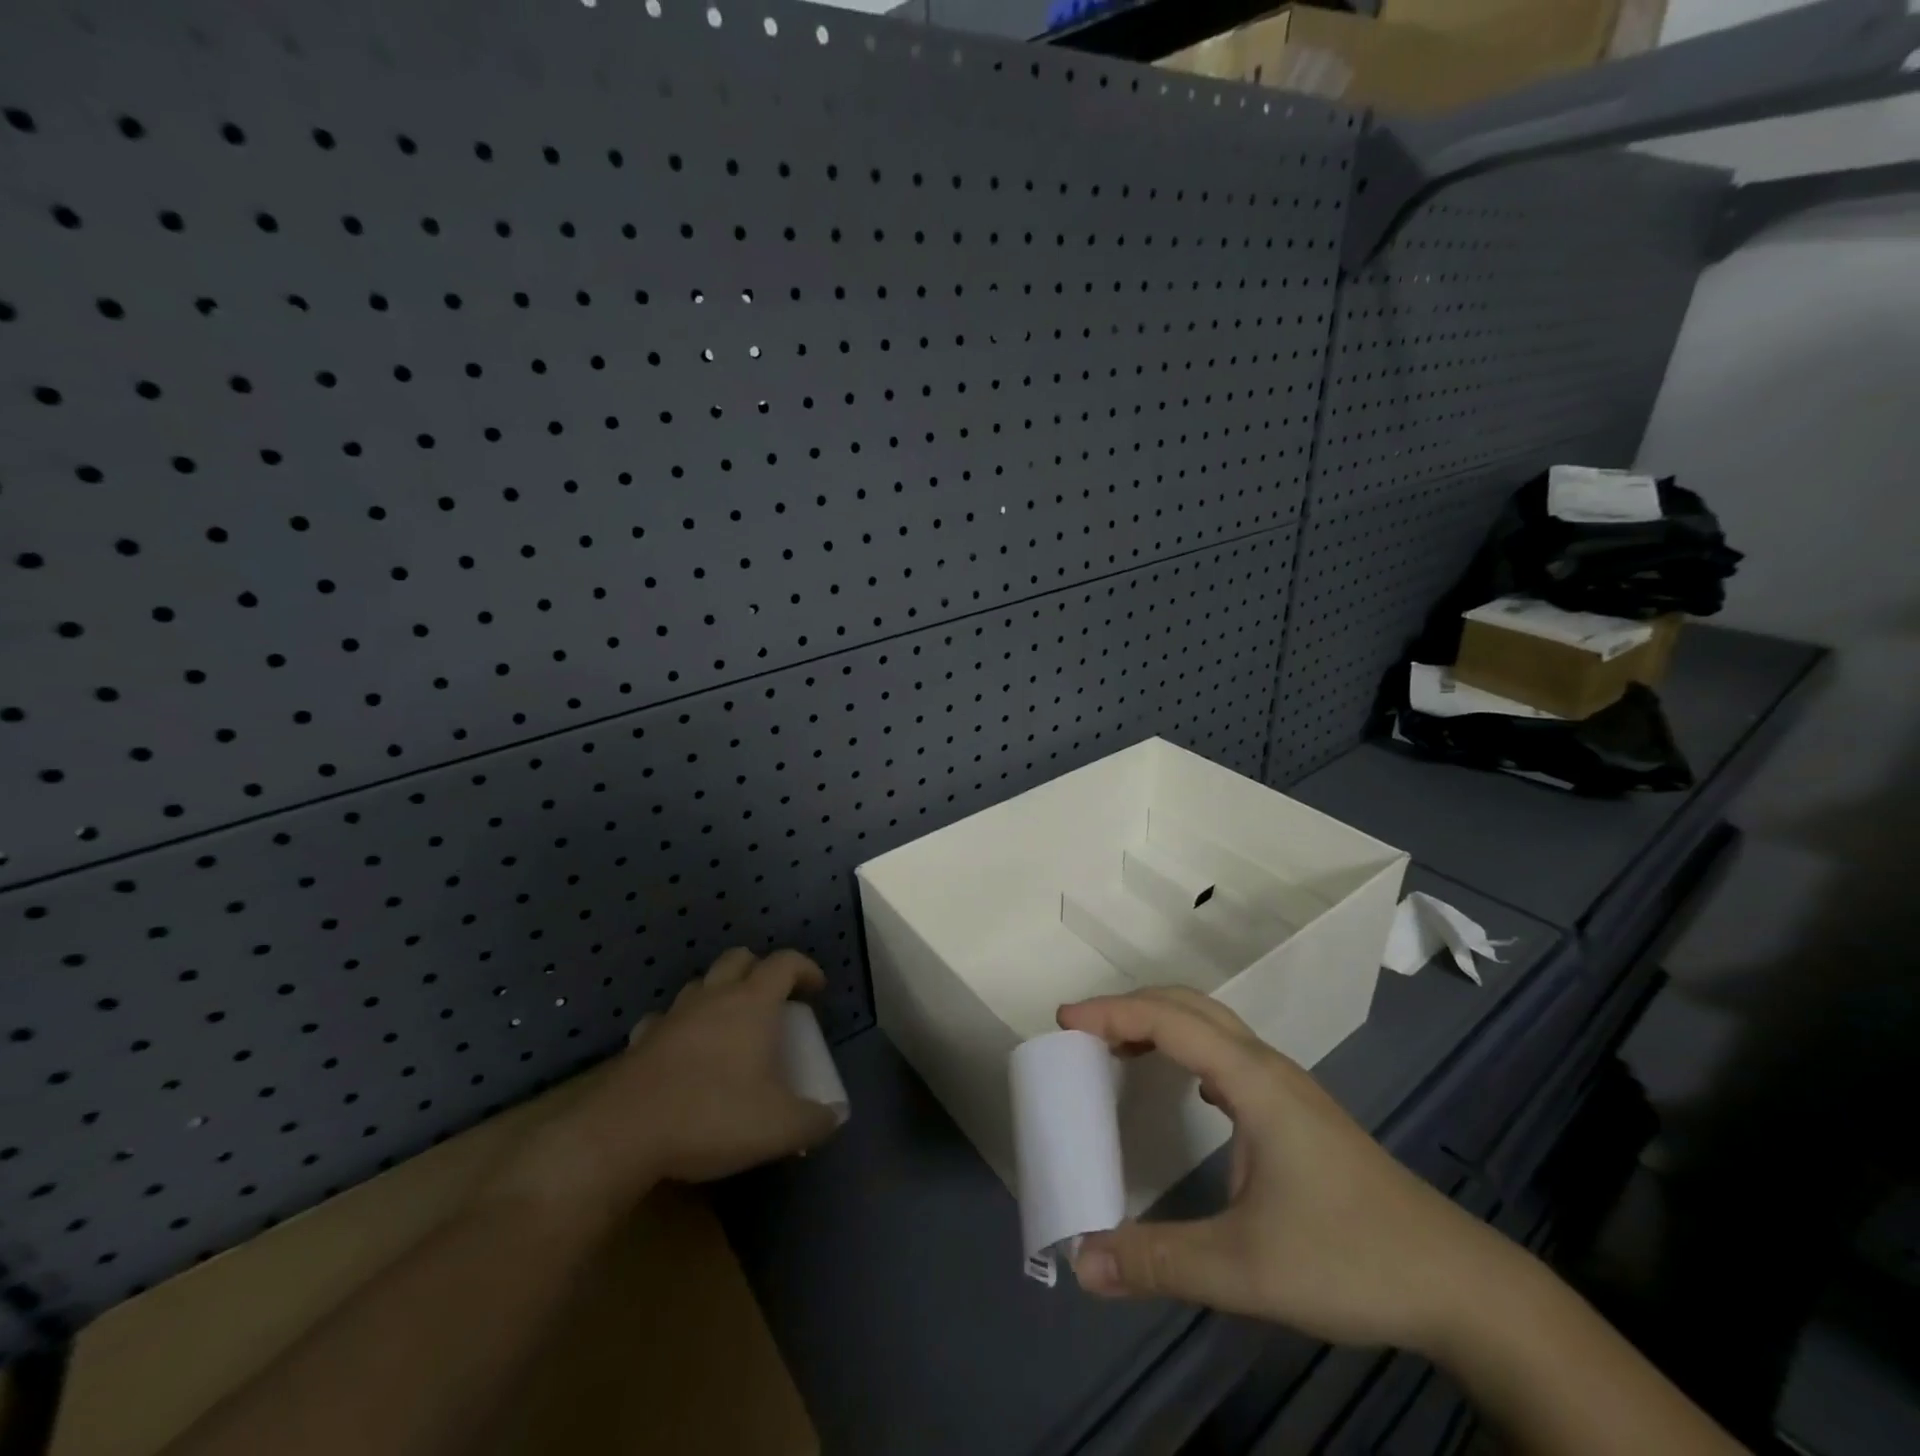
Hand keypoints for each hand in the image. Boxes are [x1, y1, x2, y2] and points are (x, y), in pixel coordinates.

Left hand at [500, 949, 842, 1221]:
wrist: (623, 1134)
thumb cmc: (712, 1116)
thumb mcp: (778, 1127)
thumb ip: (814, 1121)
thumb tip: (835, 1117)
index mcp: (752, 1003)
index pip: (785, 963)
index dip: (805, 969)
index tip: (817, 989)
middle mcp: (713, 997)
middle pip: (739, 958)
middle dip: (760, 970)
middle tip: (774, 999)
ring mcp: (673, 1015)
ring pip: (701, 984)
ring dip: (719, 993)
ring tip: (730, 1024)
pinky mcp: (641, 1041)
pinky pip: (666, 1019)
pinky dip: (681, 1025)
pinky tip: (684, 1050)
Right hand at [1059, 987, 1513, 1354]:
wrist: (1457, 1284)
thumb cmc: (1350, 1259)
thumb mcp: (1245, 1269)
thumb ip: (1159, 1261)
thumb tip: (1081, 1261)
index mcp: (1252, 1081)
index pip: (1169, 1022)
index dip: (1112, 1013)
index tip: (1064, 1021)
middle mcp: (1268, 1067)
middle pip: (1189, 1006)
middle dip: (1130, 1006)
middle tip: (1081, 1030)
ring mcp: (1287, 1086)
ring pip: (1212, 1026)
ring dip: (1160, 1023)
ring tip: (1117, 1050)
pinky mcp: (1297, 1110)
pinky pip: (1228, 1053)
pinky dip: (1188, 1048)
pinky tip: (1187, 1087)